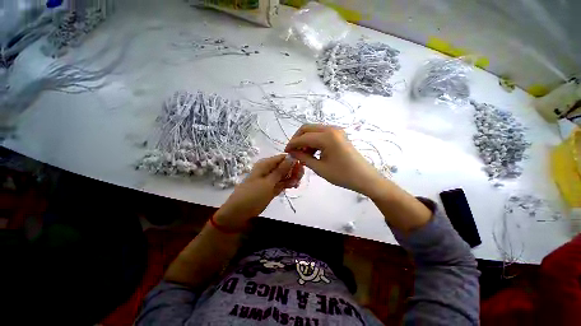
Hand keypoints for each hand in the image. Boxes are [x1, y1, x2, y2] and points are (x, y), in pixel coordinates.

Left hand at [214, 154, 303, 229]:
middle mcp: (268, 170)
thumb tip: (292, 157)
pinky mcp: (271, 188)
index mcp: (265, 164)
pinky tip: (293, 187)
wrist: (238, 213)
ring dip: (291, 178)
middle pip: (285, 166)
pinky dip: (287, 184)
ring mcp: (270, 179)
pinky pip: (282, 183)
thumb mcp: (268, 182)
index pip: (282, 157)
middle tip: (298, 179)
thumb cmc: (252, 196)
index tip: (301, 167)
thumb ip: (281, 170)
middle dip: (293, 171)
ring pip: (284, 175)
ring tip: (295, 185)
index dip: (292, 160)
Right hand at [284, 124, 383, 195]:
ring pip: (314, 130)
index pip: (303, 137)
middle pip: (307, 128)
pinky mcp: (339, 135)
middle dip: (297, 139)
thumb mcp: (320, 168)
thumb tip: (292, 152)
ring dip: (305, 140)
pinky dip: (314, 141)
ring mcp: (336, 131)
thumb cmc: (343, 175)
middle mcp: (331, 129)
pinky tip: (312, 152)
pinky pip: (321, 134)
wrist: (365, 178)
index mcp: (327, 137)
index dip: (292, 144)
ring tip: (303, 154)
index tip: (286, 152)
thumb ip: (303, 158)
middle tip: (293, 151)